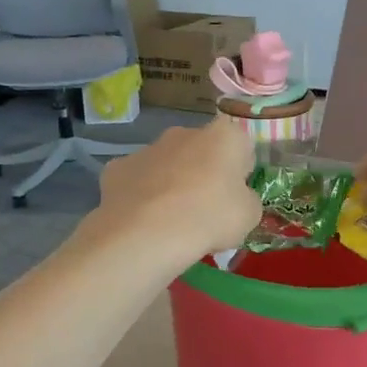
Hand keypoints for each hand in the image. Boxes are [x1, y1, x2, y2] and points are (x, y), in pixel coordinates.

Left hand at [94, 118, 261, 263]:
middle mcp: (184, 132)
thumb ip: (247, 199)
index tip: (236, 197)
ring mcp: (147, 148)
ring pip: (167, 164)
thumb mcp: (249, 216)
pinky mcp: (117, 168)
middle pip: (201, 151)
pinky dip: (142, 196)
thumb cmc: (210, 218)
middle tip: (206, 210)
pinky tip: (144, 221)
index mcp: (224, 136)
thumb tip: (237, 199)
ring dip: (172, 184)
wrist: (147, 234)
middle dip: (204, 173)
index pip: (241, 147)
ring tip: (172, 221)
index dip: (241, 172)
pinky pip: (137, 181)